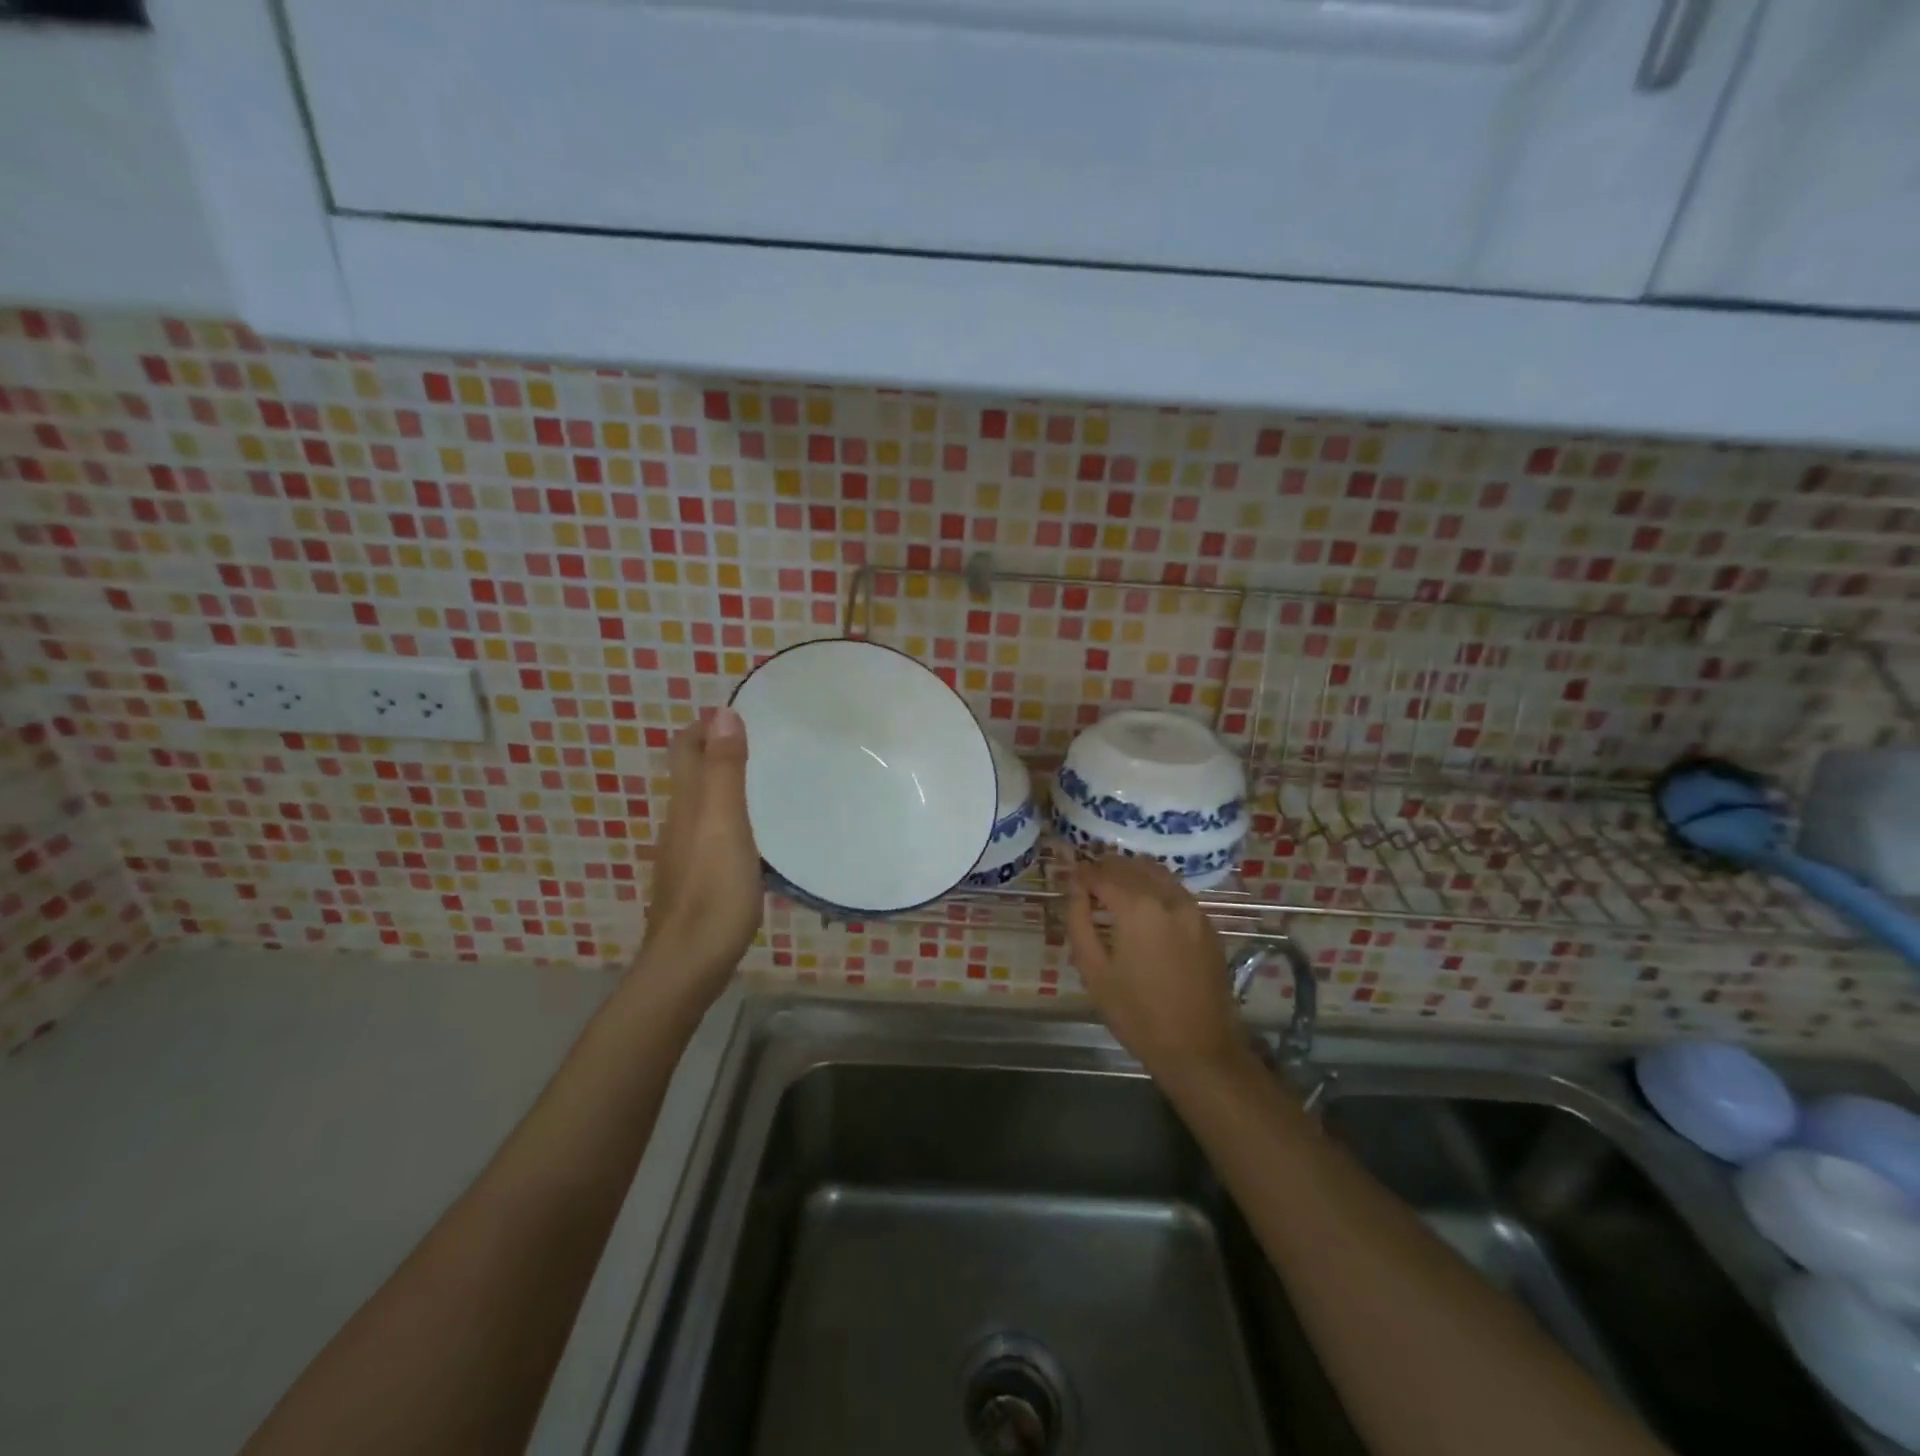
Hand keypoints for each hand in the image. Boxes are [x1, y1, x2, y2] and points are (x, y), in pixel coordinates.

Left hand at [639, 706, 762, 1002]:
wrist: (688, 964)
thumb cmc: (713, 891)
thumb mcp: (725, 824)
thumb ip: (725, 771)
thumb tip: (721, 712)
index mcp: (687, 804)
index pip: (685, 750)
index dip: (704, 726)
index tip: (738, 712)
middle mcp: (680, 823)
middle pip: (691, 775)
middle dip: (715, 751)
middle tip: (759, 742)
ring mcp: (685, 855)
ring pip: (701, 806)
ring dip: (724, 785)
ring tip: (763, 782)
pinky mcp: (697, 881)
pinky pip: (712, 835)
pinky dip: (730, 819)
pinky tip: (754, 836)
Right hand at [1065, 854, 1243, 1076]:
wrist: (1198, 1049)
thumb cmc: (1137, 1014)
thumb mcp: (1094, 971)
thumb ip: (1079, 921)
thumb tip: (1074, 889)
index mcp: (1138, 908)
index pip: (1103, 875)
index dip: (1082, 873)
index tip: (1069, 876)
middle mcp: (1168, 898)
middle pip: (1131, 867)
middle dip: (1106, 868)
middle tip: (1087, 878)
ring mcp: (1193, 909)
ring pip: (1158, 874)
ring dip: (1132, 872)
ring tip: (1112, 885)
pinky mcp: (1208, 925)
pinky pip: (1176, 891)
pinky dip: (1155, 886)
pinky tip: (1143, 903)